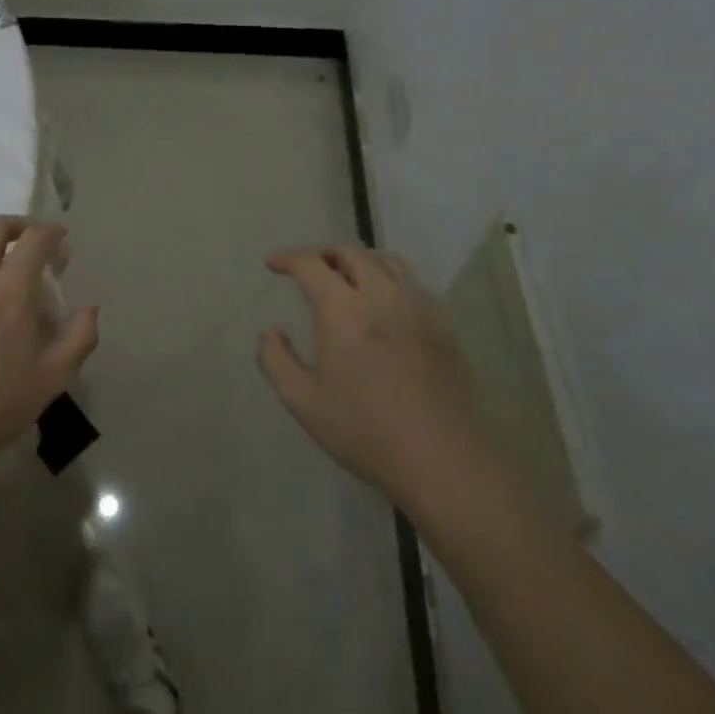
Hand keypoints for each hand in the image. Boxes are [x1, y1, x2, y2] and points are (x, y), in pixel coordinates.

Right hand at [259, 246, 489, 507]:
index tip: (273, 264)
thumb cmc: (365, 431)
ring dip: (358, 260)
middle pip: (350, 253)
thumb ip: (277, 360)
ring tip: (345, 277)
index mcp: (343, 310)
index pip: (311, 264)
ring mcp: (417, 308)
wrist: (442, 460)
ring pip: (386, 261)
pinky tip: (383, 305)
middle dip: (322, 254)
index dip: (288, 258)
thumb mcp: (303, 402)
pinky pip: (411, 285)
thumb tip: (272, 331)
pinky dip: (388, 280)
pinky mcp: (442, 326)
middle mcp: (381, 296)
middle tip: (307, 269)